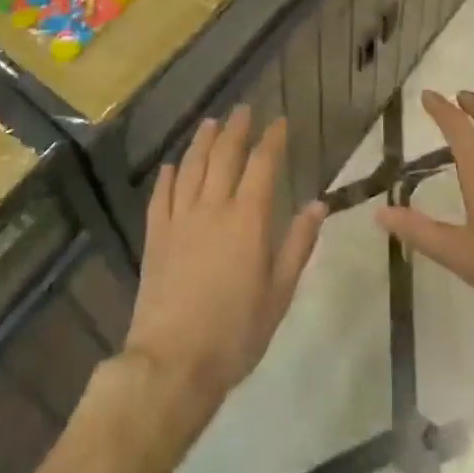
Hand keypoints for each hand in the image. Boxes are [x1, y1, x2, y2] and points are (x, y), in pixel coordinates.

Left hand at [123, 110, 324, 441]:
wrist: (173, 363)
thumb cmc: (235, 333)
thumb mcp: (278, 294)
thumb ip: (298, 245)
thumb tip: (318, 204)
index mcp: (248, 219)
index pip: (262, 165)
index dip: (272, 140)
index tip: (279, 121)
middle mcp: (213, 207)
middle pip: (224, 156)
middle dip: (236, 129)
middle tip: (243, 109)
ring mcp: (179, 219)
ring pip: (191, 167)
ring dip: (202, 141)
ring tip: (210, 123)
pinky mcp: (155, 236)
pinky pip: (161, 196)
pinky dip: (167, 176)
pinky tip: (171, 165)